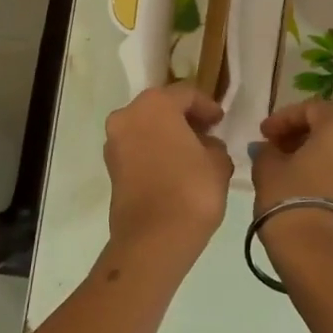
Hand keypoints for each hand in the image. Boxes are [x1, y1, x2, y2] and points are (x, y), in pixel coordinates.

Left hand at [102, 84, 234, 271]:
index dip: (207, 106)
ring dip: (167, 134)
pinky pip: (137, 148)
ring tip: (192, 152)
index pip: (186, 94)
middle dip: (184, 118)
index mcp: (155, 104)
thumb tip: (206, 145)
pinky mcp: (111, 167)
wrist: (153, 238)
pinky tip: (175, 167)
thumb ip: (214, 145)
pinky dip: (155, 150)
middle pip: (161, 107)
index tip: (221, 121)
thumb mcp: (218, 162)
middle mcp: (128, 115)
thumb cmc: (191, 190)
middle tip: (207, 132)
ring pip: (146, 127)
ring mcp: (114, 142)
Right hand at [251, 101, 332, 275]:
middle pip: (329, 127)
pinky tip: (305, 184)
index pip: (311, 109)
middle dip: (300, 134)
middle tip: (274, 147)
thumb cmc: (290, 200)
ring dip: (314, 152)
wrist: (319, 254)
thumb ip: (267, 150)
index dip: (283, 117)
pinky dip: (327, 170)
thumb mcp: (267, 168)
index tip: (263, 133)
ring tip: (288, 167)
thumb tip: (270, 148)